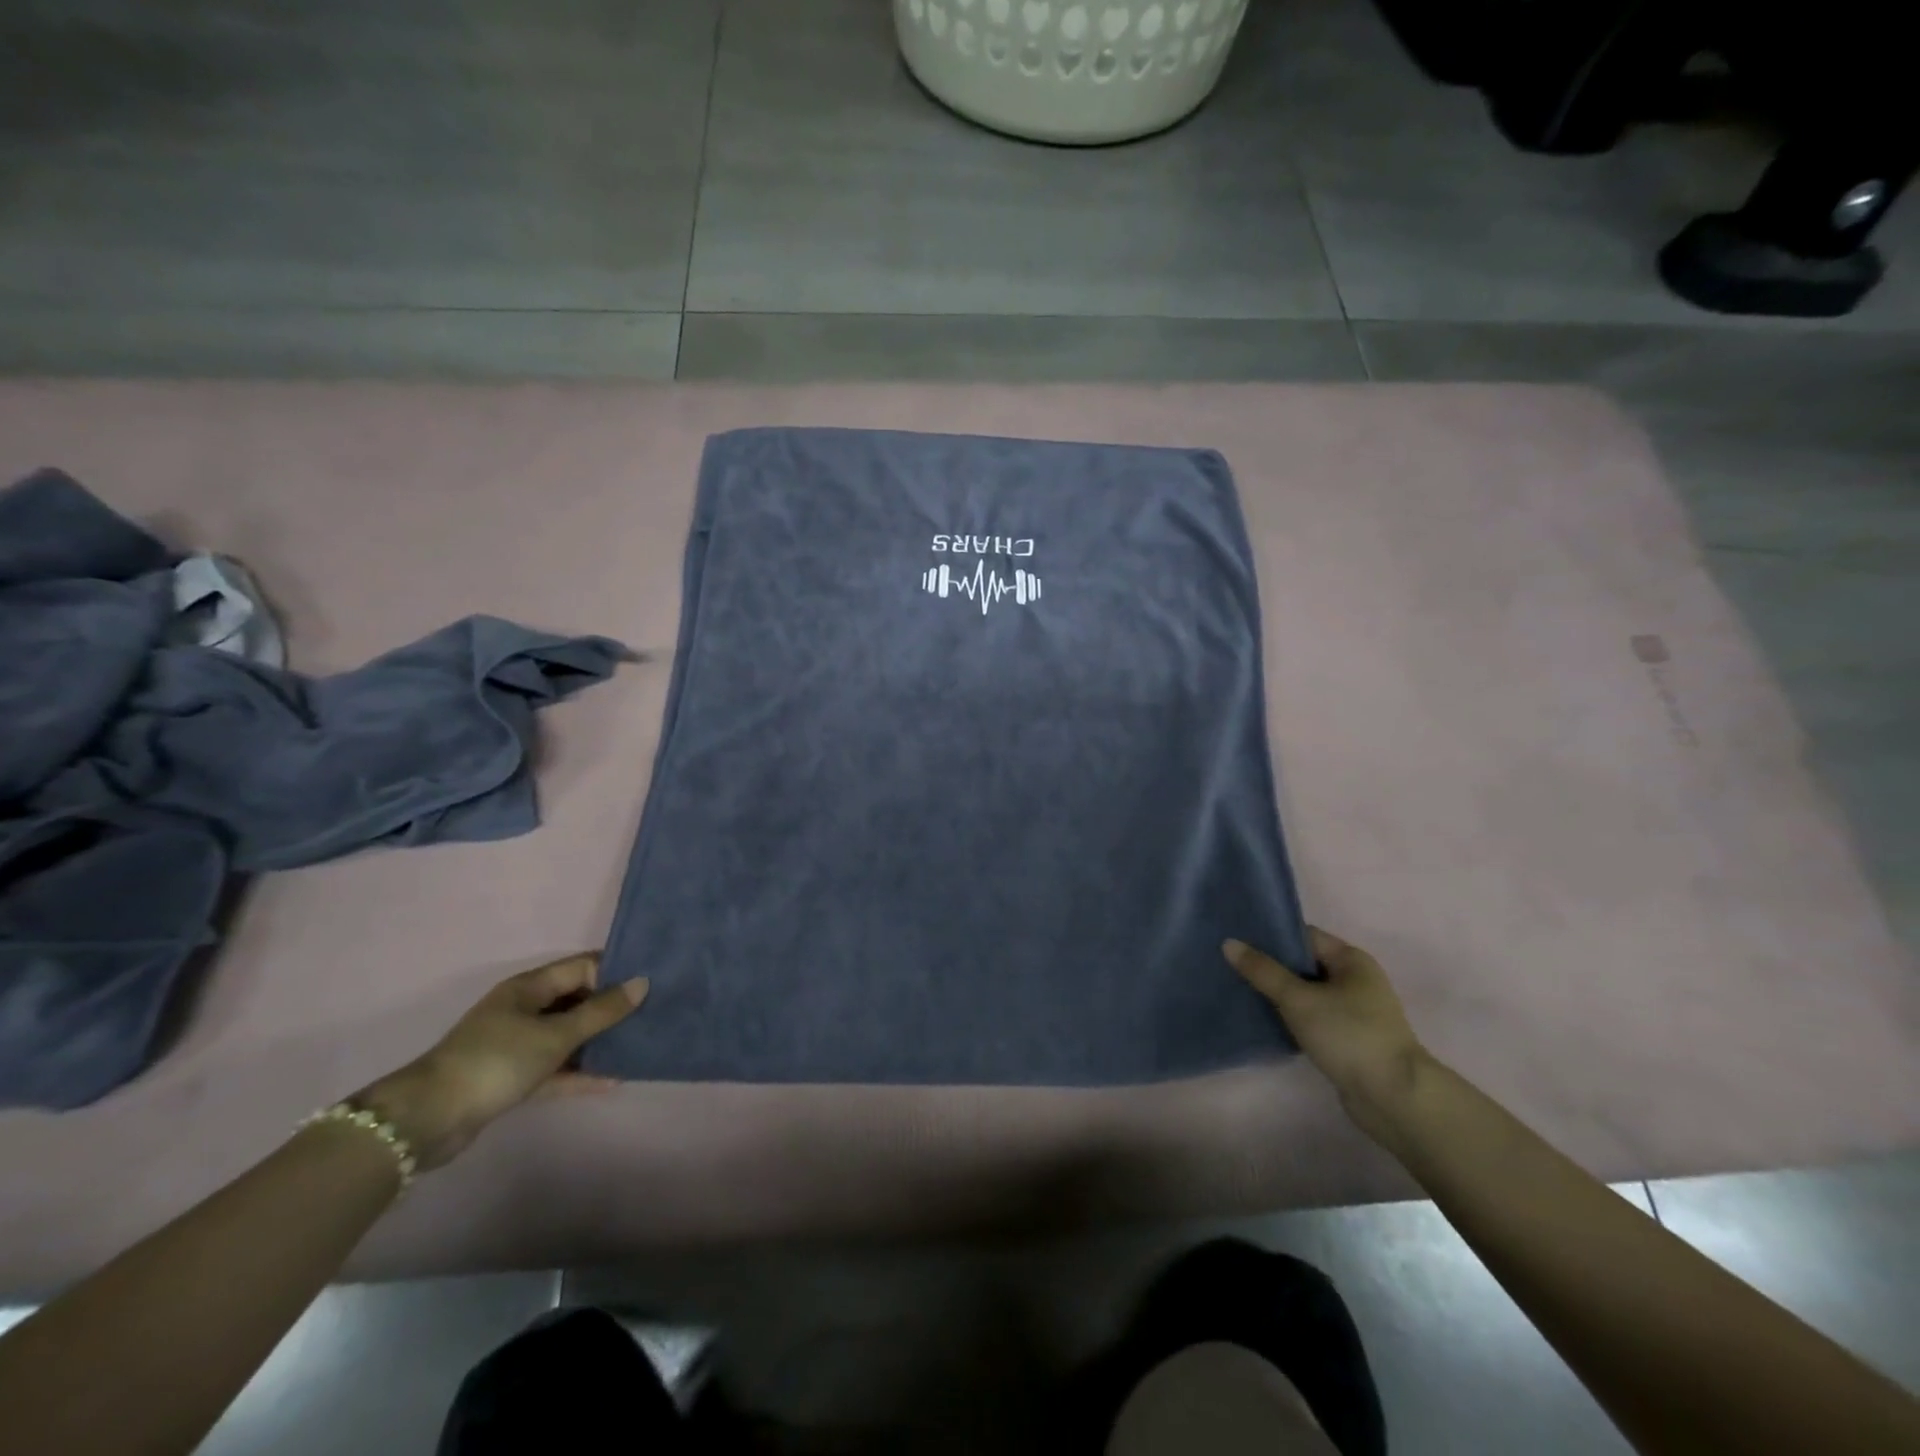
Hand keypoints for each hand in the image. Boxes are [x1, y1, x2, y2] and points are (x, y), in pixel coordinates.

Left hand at [352, 953, 646, 1170]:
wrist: (429, 1120)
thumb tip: (642, 983)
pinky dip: (579, 1072)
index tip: (652, 981)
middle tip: (654, 1011)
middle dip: (612, 1006)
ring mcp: (517, 1044)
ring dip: (598, 1041)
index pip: (583, 967)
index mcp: (530, 987)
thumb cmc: (496, 1062)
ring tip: (639, 1043)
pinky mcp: (513, 1077)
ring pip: (568, 1035)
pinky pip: (556, 1067)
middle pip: (577, 999)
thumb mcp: (555, 1034)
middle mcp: (524, 1009)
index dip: (616, 971)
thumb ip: (601, 1011)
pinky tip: (612, 1079)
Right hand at [1224, 927, 1429, 1144]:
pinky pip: (1312, 1017)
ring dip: (1278, 993)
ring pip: (1306, 993)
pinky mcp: (1348, 1039)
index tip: (1237, 938)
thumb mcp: (1298, 999)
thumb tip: (1229, 943)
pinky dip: (1290, 1017)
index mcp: (1351, 960)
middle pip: (1304, 964)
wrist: (1394, 1098)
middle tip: (1231, 964)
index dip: (1271, 935)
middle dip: (1270, 966)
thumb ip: (1263, 971)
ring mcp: (1354, 1011)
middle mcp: (1356, 980)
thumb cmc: (1348, 1035)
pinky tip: (1263, 1019)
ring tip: (1240, 990)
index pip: (1304, 936)